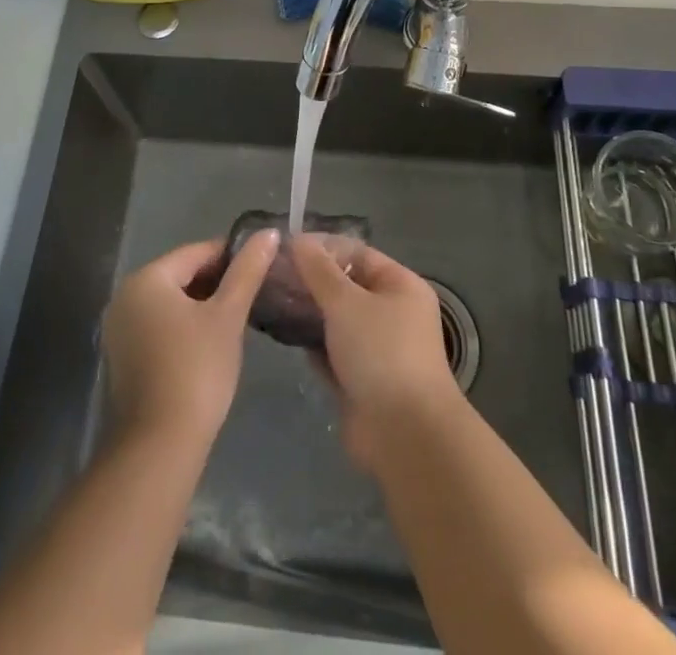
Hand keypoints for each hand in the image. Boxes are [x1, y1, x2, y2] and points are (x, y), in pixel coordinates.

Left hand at [102, 232, 278, 444]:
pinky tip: (212, 343)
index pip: (197, 252)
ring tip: (239, 318)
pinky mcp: (124, 358)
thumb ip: (248, 271)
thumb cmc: (196, 370)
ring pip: (171, 302)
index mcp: (146, 278)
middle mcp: (126, 296)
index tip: (262, 266)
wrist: (159, 447)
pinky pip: (160, 326)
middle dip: (218, 282)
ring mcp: (120, 329)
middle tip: (254, 295)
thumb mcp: (228, 316)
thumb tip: (268, 233)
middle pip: (181, 275)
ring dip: (203, 306)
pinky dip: (185, 327)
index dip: (232, 256)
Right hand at [291, 238, 460, 468]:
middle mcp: (393, 313)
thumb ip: (319, 271)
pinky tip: (285, 336)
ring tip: (271, 302)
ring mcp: (378, 349)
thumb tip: (298, 239)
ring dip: (309, 313)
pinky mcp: (362, 381)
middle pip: (346, 287)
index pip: (357, 253)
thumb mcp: (346, 302)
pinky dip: (313, 345)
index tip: (284, 248)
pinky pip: (333, 353)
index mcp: (400, 286)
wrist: (405, 435)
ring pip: (337, 321)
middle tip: (271, 276)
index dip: (322, 248)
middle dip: (311, 281)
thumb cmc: (381, 353)